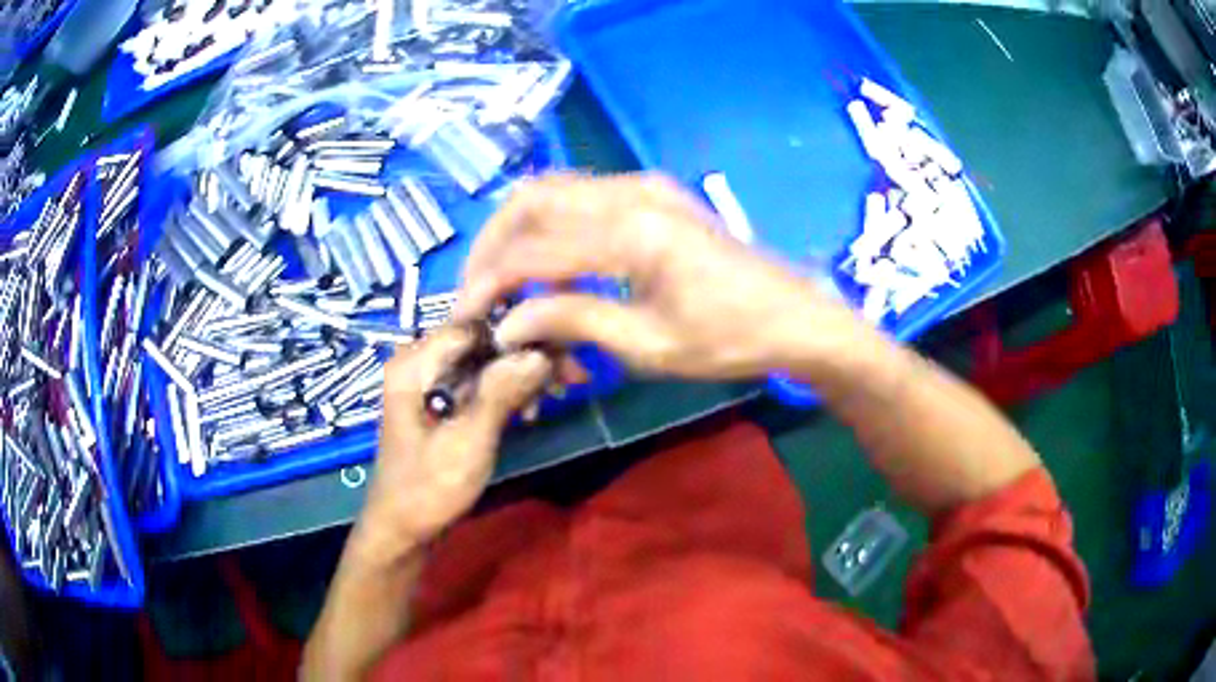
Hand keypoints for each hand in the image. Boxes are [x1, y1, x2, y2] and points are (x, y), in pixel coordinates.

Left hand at [349, 327, 551, 563]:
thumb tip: (540, 352)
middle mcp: (420, 362)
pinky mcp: (442, 401)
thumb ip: (500, 394)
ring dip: (521, 375)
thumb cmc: (428, 489)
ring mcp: (430, 382)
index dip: (521, 330)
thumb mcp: (467, 443)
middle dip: (527, 354)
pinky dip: (507, 392)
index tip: (562, 351)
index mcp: (415, 364)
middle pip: (481, 340)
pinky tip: (530, 410)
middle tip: (571, 376)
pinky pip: (479, 382)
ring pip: (485, 360)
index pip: (474, 323)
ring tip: (555, 396)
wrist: (401, 529)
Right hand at [457, 174, 863, 379]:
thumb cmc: (729, 340)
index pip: (534, 250)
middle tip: (479, 289)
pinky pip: (583, 200)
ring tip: (512, 285)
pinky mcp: (654, 195)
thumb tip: (510, 321)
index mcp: (633, 232)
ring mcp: (645, 187)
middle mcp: (632, 193)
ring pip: (554, 193)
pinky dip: (556, 231)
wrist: (791, 316)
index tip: (466, 314)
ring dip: (522, 234)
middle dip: (494, 243)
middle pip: (532, 199)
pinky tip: (556, 272)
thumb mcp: (648, 345)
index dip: (490, 281)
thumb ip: (572, 321)